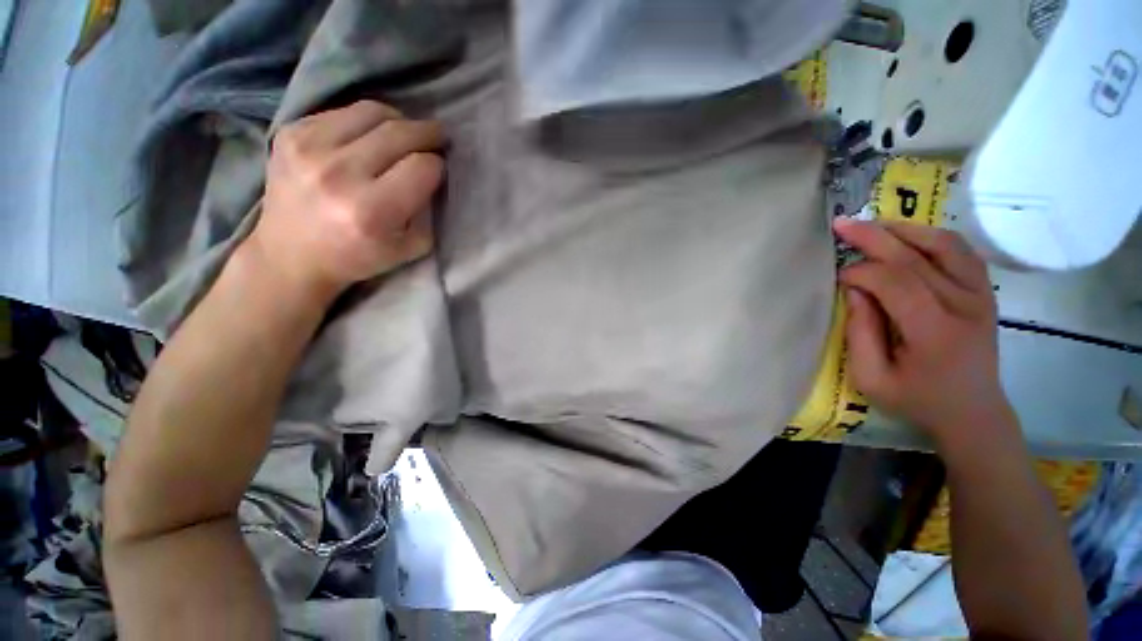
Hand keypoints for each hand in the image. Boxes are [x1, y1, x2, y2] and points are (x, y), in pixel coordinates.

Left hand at [245, 100, 445, 300]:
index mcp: (372, 210)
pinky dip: (365, 121)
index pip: (422, 167)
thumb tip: (434, 176)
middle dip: (428, 133)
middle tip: (439, 137)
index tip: (440, 170)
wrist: (290, 255)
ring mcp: (308, 147)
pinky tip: (369, 137)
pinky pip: (342, 112)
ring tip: (406, 133)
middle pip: (399, 133)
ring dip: (399, 120)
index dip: (438, 166)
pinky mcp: (289, 132)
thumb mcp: (409, 247)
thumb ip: (428, 213)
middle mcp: (338, 173)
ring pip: (372, 112)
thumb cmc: (357, 257)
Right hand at [834, 219, 1016, 449]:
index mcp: (935, 332)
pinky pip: (961, 251)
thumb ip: (860, 333)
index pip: (896, 283)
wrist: (973, 411)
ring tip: (872, 225)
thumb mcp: (872, 378)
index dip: (861, 272)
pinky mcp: (985, 292)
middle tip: (841, 225)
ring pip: (944, 245)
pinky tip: (907, 236)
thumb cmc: (917, 400)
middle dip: (874, 237)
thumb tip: (854, 290)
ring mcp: (981, 295)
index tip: (837, 277)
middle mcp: (965, 306)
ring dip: (905, 230)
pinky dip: (932, 236)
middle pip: (916, 257)